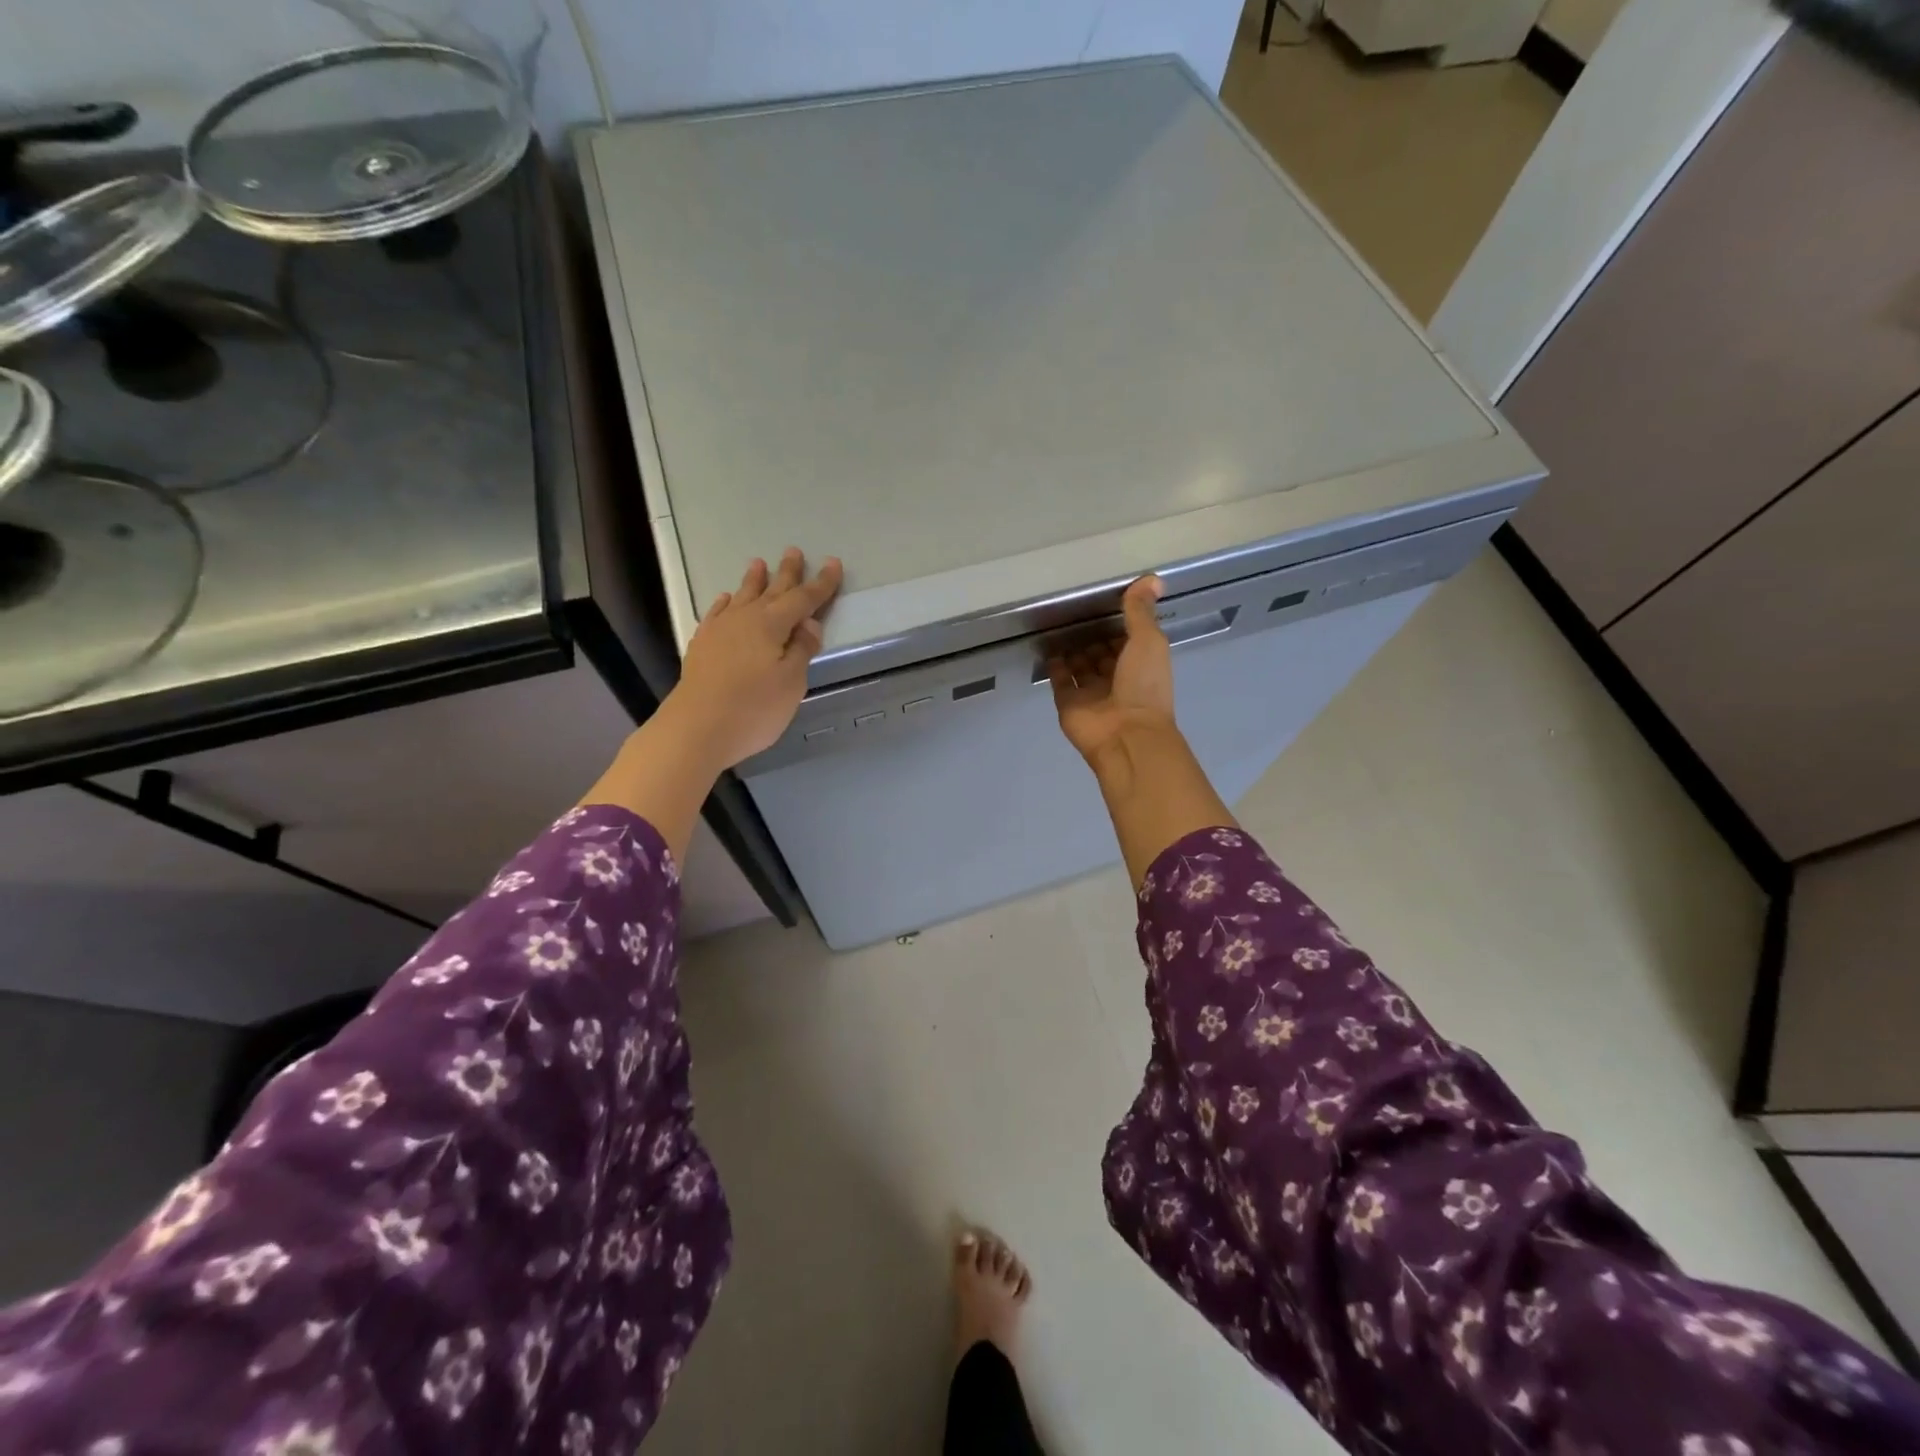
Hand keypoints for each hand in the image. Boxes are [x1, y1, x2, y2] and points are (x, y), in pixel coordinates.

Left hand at [665, 548, 843, 771]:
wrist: (696, 728)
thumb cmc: (753, 708)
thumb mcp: (791, 682)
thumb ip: (801, 650)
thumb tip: (809, 624)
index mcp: (772, 625)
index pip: (803, 599)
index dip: (821, 583)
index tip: (834, 563)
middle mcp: (745, 619)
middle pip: (772, 590)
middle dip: (787, 572)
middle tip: (794, 551)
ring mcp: (720, 630)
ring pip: (742, 597)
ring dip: (753, 581)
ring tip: (759, 563)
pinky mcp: (702, 645)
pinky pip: (717, 613)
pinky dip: (725, 603)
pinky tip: (726, 599)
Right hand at [1048, 575, 1175, 763]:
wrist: (1126, 734)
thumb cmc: (1144, 686)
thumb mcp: (1149, 641)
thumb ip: (1141, 611)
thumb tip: (1151, 578)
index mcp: (1141, 664)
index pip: (1127, 639)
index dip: (1118, 622)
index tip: (1103, 600)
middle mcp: (1117, 678)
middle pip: (1102, 653)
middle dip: (1092, 635)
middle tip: (1074, 610)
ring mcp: (1092, 693)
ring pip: (1081, 666)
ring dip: (1072, 648)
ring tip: (1058, 623)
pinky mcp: (1069, 703)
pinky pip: (1061, 681)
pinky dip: (1055, 665)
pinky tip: (1049, 647)